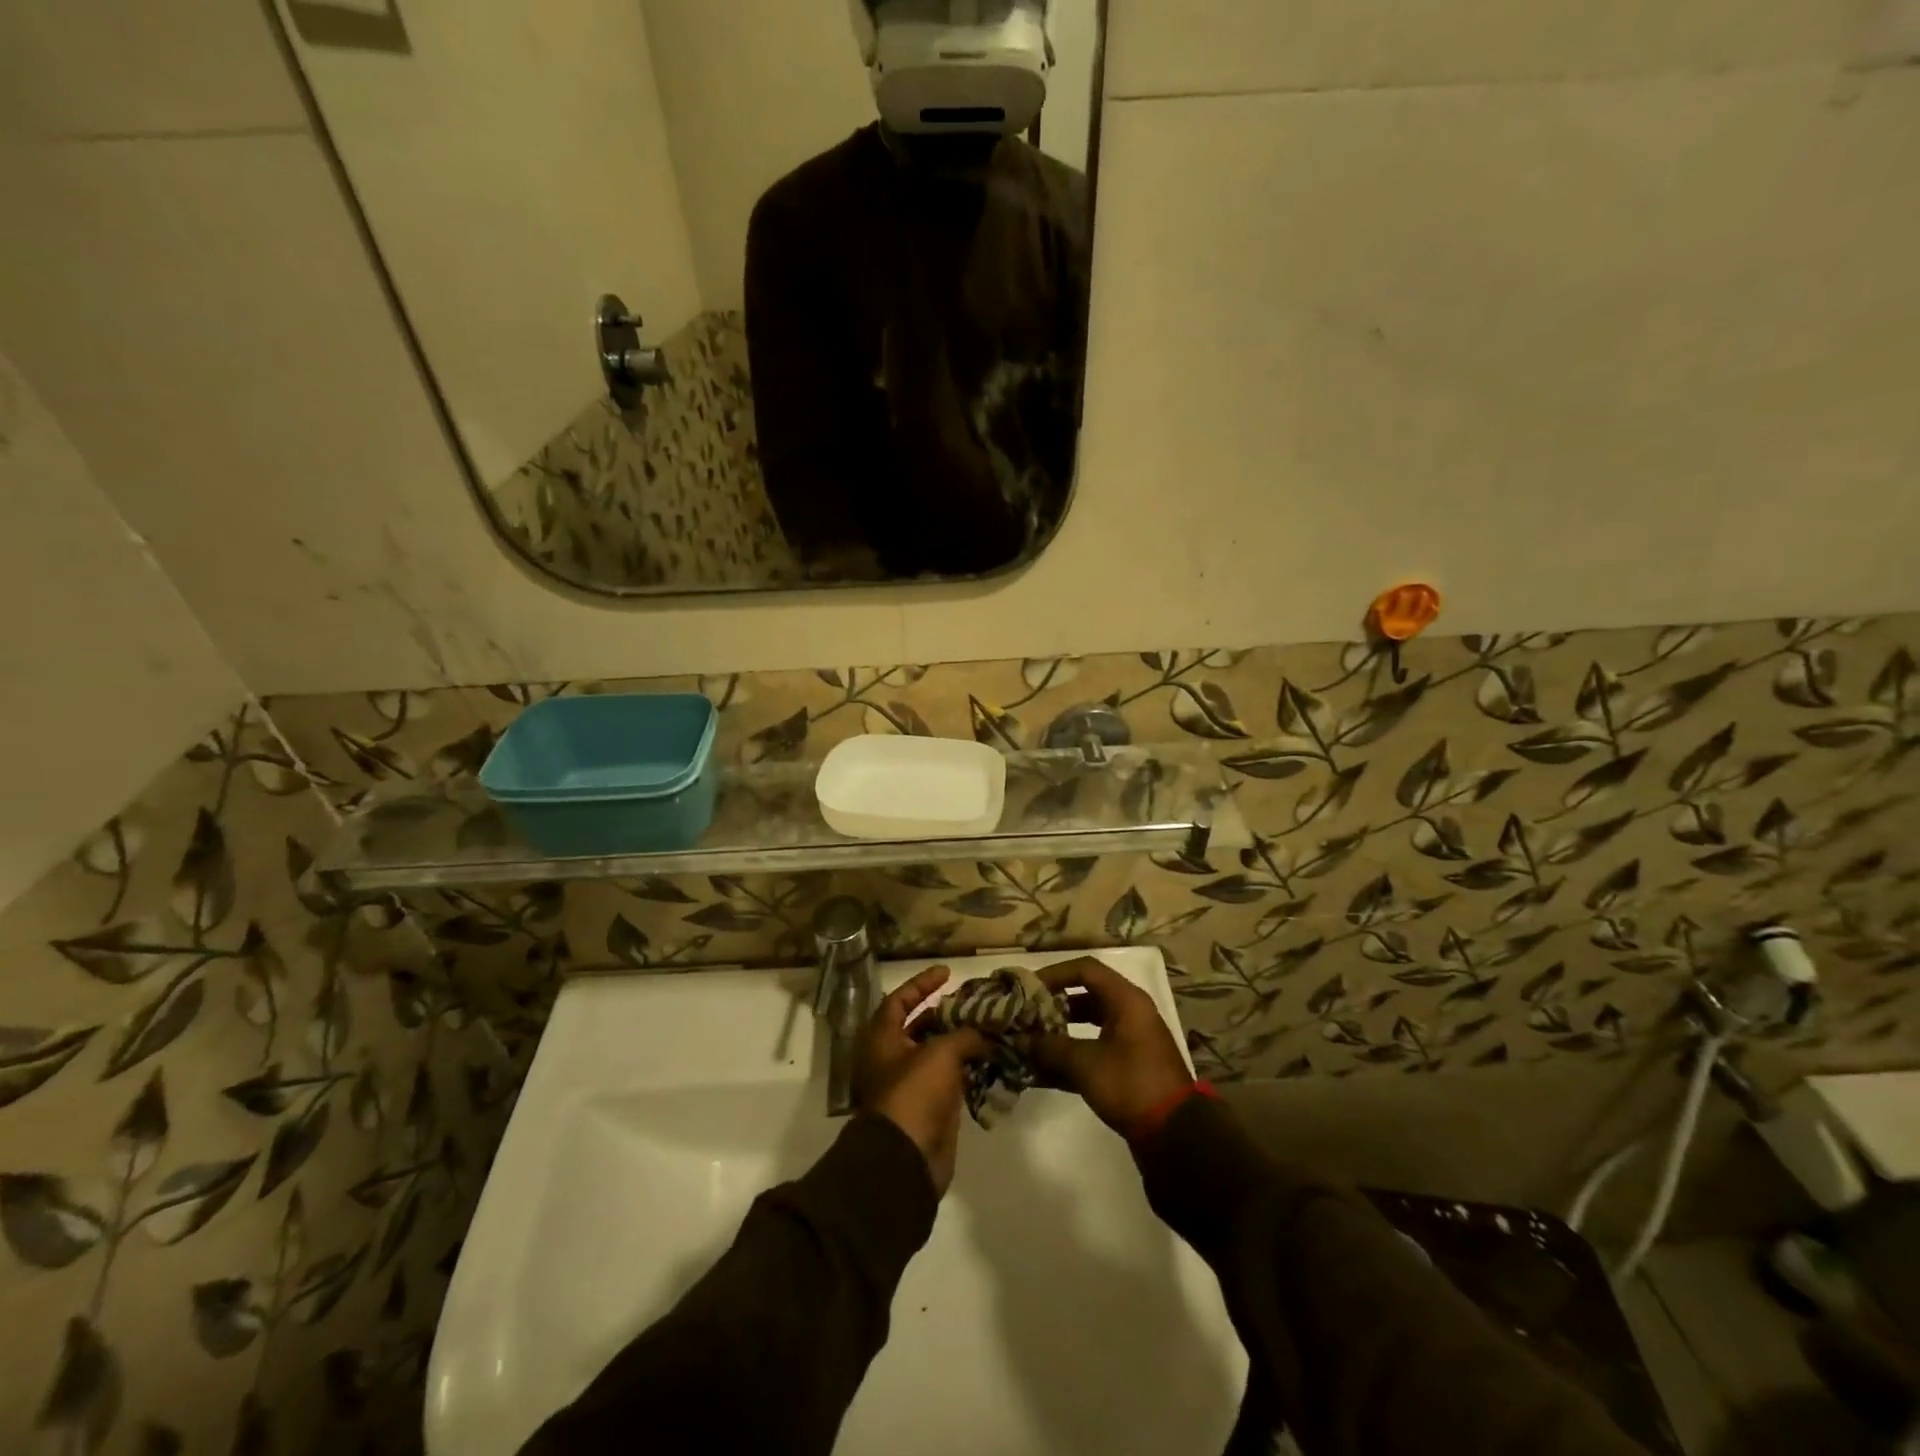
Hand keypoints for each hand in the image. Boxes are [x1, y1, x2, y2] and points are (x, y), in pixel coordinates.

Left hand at [854, 966, 988, 1195]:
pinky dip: (968, 1069)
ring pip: (938, 1054)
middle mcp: (893, 1058)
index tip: (947, 972)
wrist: (905, 1160)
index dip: (922, 983)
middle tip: (975, 1004)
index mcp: (883, 1039)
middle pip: (920, 1027)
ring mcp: (911, 1086)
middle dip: (947, 1014)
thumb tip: (983, 1034)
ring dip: (962, 1042)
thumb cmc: (914, 1094)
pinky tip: (992, 1060)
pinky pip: (950, 1081)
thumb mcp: (941, 1053)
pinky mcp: (930, 1109)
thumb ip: (964, 1035)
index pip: (900, 1000)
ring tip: (990, 1028)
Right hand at [1028, 957, 1192, 1139]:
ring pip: (1087, 1025)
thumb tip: (1019, 1039)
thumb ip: (1050, 1047)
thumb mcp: (1085, 1064)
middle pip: (1085, 996)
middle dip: (1052, 1005)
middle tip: (1025, 1015)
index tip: (1028, 988)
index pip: (1085, 969)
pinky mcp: (1127, 1066)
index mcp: (1126, 1000)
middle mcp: (1129, 1013)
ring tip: (1028, 1042)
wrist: (1174, 1136)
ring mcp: (1129, 1040)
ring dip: (1058, 1033)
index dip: (1054, 974)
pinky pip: (1092, 1050)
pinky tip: (1040, 1072)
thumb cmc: (1130, 1085)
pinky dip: (1069, 1057)